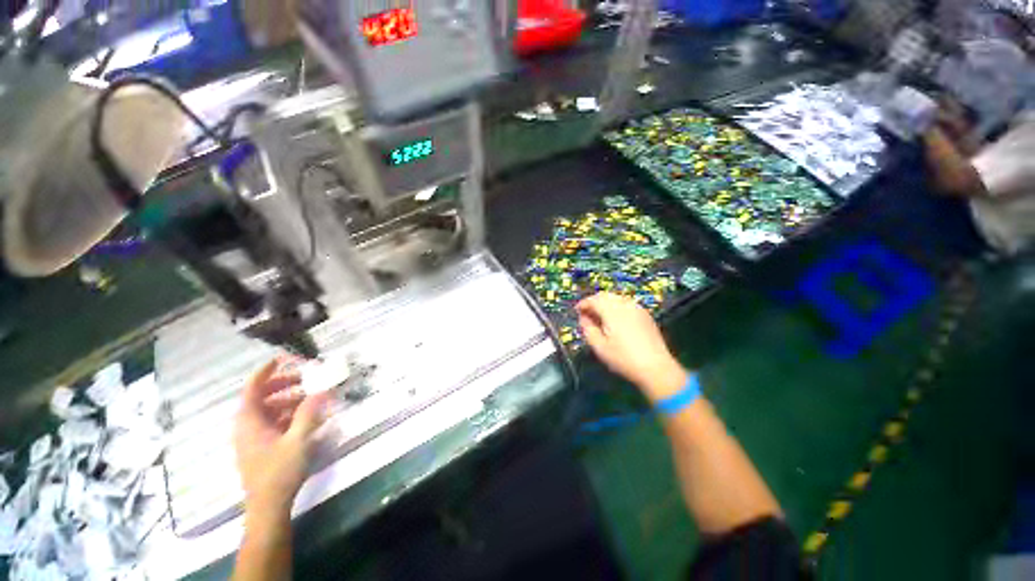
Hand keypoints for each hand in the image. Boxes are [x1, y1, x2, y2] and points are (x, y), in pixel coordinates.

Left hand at [233, 357, 330, 515]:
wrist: (268, 506)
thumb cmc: (279, 471)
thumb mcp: (298, 440)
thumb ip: (309, 413)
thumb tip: (321, 390)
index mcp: (250, 422)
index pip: (252, 389)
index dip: (265, 372)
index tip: (281, 359)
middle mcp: (247, 427)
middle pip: (261, 397)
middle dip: (283, 385)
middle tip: (306, 379)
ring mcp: (252, 438)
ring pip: (268, 410)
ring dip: (288, 399)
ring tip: (310, 397)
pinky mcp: (260, 447)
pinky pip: (272, 422)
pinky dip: (287, 414)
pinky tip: (305, 417)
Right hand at [576, 293, 688, 401]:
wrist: (656, 367)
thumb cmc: (623, 358)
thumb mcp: (599, 347)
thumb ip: (587, 329)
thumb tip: (584, 318)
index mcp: (612, 311)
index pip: (593, 300)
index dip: (583, 304)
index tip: (577, 311)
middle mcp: (624, 305)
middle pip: (605, 295)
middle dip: (594, 301)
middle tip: (586, 313)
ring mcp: (637, 308)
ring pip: (616, 298)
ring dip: (605, 303)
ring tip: (599, 316)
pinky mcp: (645, 315)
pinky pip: (626, 303)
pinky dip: (616, 306)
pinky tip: (615, 319)